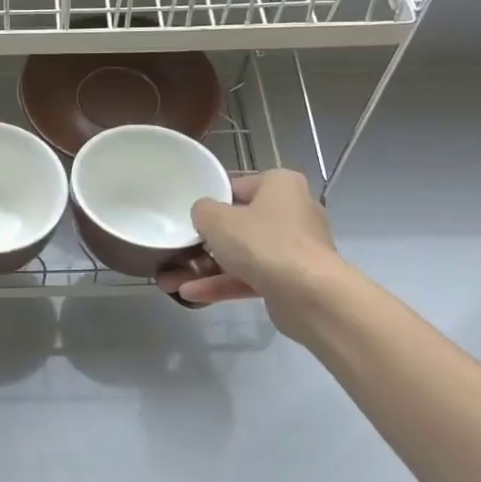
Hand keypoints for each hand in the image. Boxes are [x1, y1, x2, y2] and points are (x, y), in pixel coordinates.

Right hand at [181, 170, 342, 333]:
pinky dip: (222, 284)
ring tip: (170, 280)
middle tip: (176, 250)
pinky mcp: (290, 280)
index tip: (187, 215)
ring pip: (242, 255)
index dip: (210, 200)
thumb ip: (203, 211)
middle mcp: (292, 212)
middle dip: (204, 242)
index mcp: (280, 185)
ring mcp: (293, 248)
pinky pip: (250, 277)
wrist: (310, 295)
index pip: (238, 186)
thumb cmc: (263, 243)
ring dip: (206, 268)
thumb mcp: (218, 220)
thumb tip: (204, 215)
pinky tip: (190, 294)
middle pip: (239, 223)